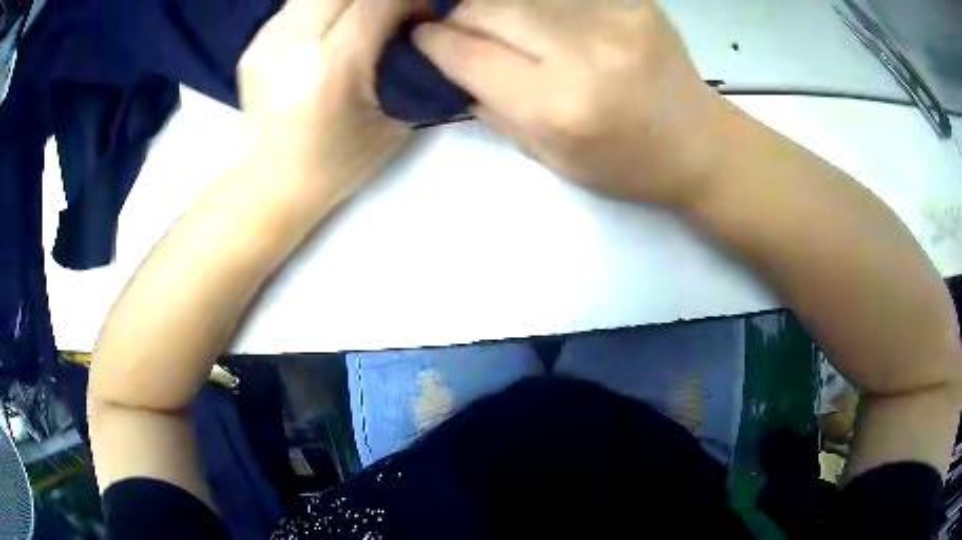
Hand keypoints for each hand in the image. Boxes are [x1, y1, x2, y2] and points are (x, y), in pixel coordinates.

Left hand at [239, 0, 411, 204]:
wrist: (272, 183)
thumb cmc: (339, 163)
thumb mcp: (393, 120)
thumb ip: (409, 64)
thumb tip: (419, 23)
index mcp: (331, 70)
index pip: (378, 2)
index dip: (410, 0)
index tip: (423, 15)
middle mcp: (293, 47)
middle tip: (392, 15)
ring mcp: (266, 43)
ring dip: (349, 0)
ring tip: (359, 21)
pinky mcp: (253, 45)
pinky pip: (297, 5)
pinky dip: (323, 8)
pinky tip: (328, 30)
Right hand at [414, 0, 733, 207]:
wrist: (699, 143)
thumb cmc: (625, 164)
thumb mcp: (548, 156)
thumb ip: (490, 106)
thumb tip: (449, 66)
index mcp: (557, 106)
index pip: (466, 54)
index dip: (432, 42)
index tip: (420, 38)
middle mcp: (582, 53)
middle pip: (488, 9)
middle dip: (458, 16)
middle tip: (455, 27)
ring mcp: (613, 19)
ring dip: (495, 5)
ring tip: (499, 24)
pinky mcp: (633, 1)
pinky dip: (538, 2)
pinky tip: (540, 18)